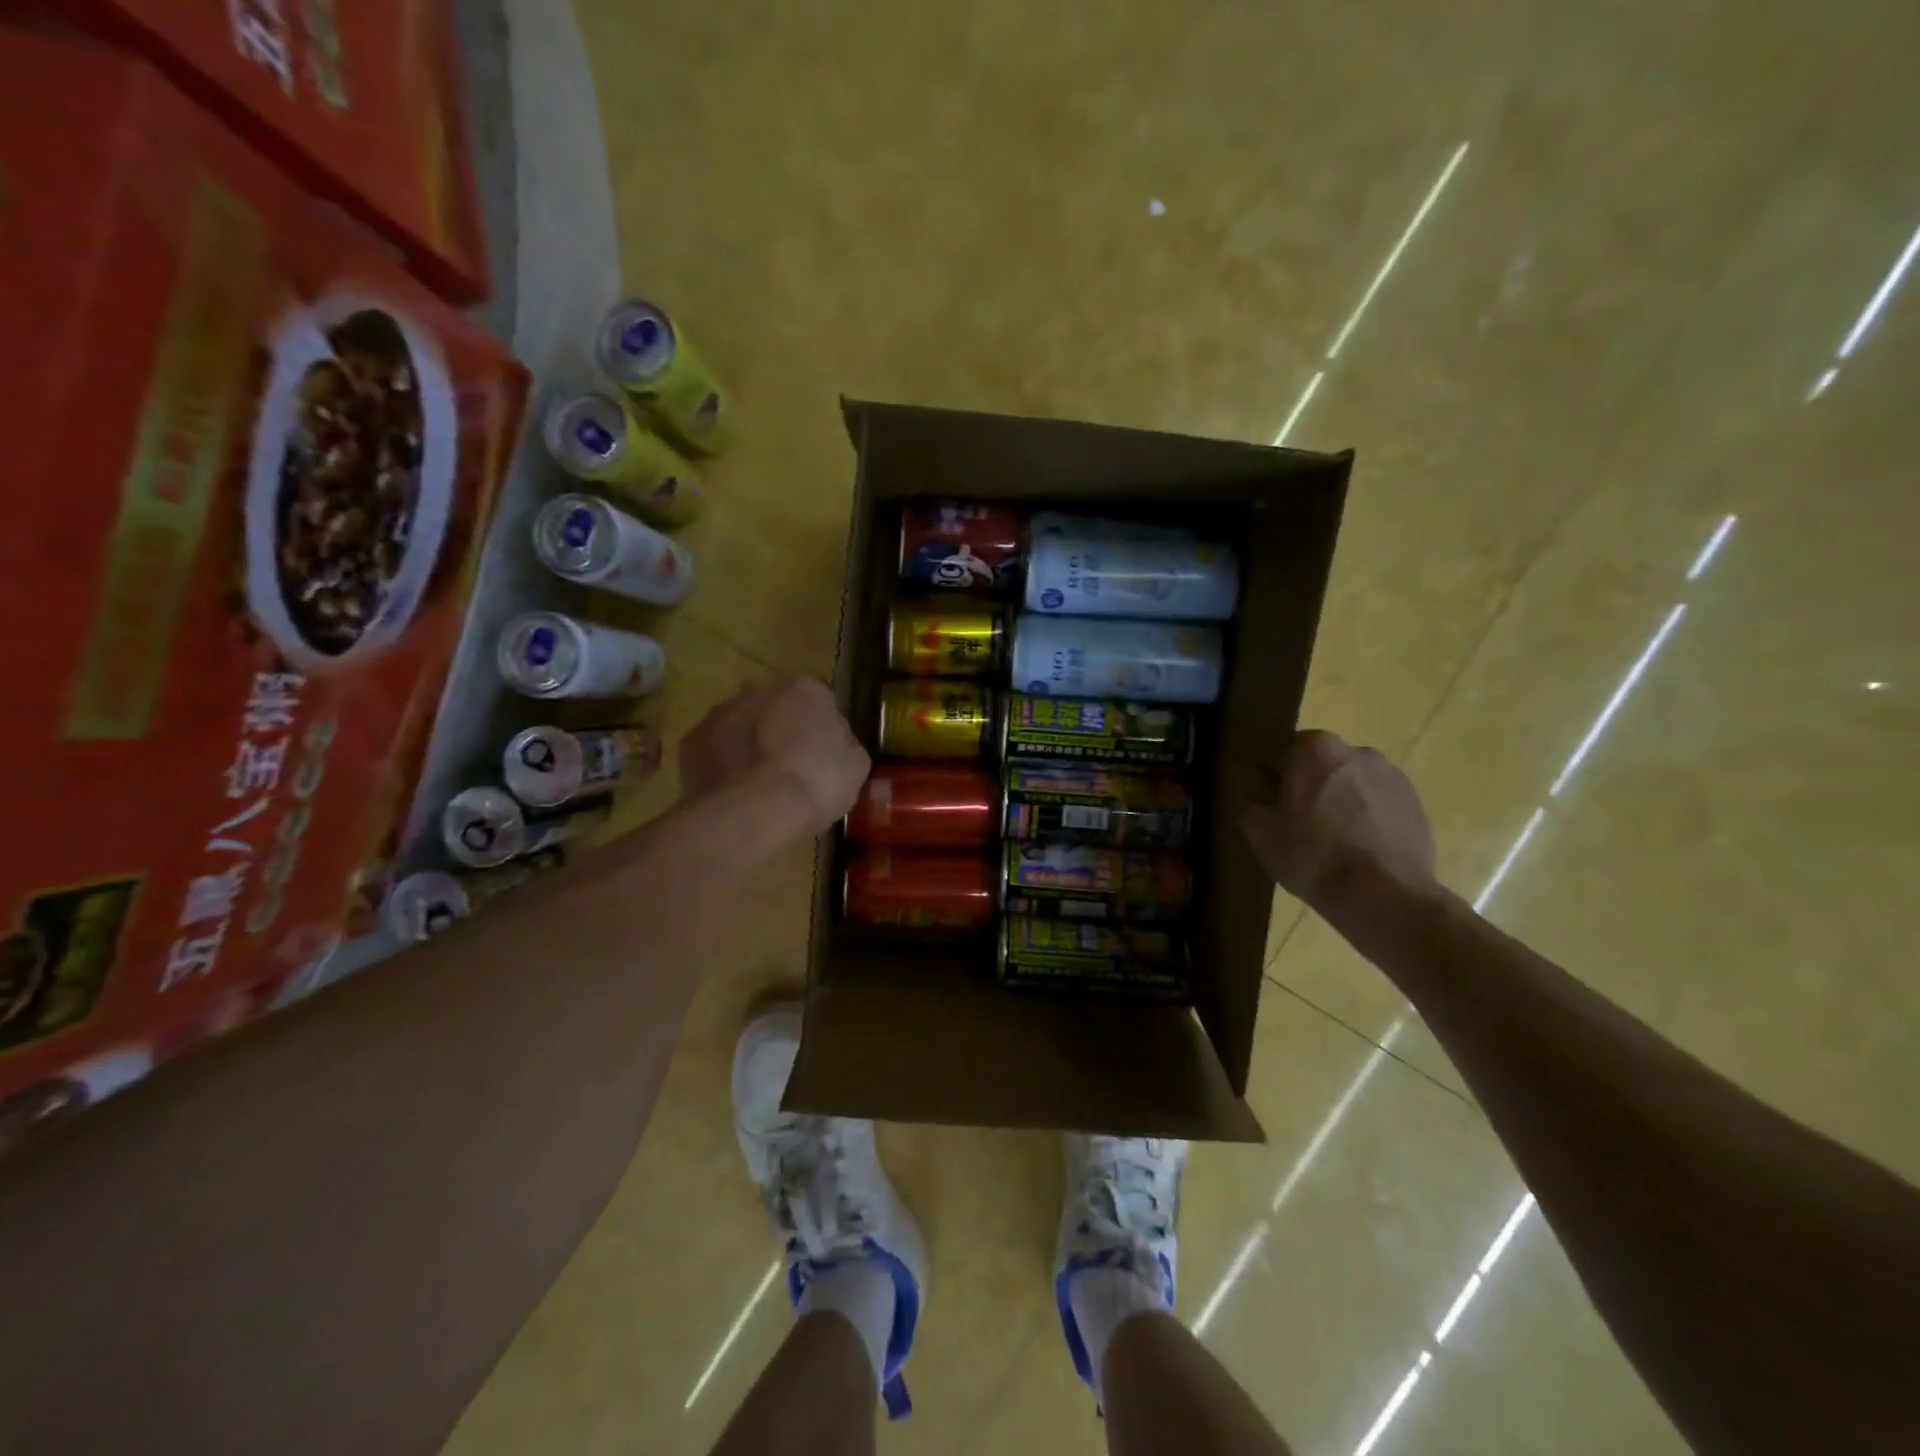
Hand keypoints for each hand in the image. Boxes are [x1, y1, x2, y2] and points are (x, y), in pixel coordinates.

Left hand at [679, 677, 870, 840]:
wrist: (752, 811)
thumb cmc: (814, 783)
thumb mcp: (855, 766)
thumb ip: (845, 744)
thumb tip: (837, 743)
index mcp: (805, 689)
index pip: (820, 701)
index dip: (822, 729)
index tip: (823, 757)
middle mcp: (760, 689)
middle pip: (777, 708)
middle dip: (782, 731)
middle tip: (790, 768)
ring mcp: (721, 712)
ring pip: (742, 725)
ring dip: (750, 744)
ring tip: (759, 784)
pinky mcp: (692, 740)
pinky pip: (715, 749)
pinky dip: (723, 764)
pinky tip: (734, 791)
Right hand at [1241, 730, 1436, 909]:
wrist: (1384, 896)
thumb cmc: (1312, 855)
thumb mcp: (1260, 833)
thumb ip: (1251, 801)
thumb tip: (1255, 791)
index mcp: (1314, 748)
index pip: (1282, 751)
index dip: (1272, 777)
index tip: (1268, 804)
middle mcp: (1356, 750)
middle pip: (1321, 764)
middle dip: (1309, 785)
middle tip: (1297, 823)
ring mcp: (1392, 776)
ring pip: (1352, 783)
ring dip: (1340, 800)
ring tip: (1331, 841)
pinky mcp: (1417, 804)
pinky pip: (1378, 804)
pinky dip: (1367, 818)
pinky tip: (1358, 850)